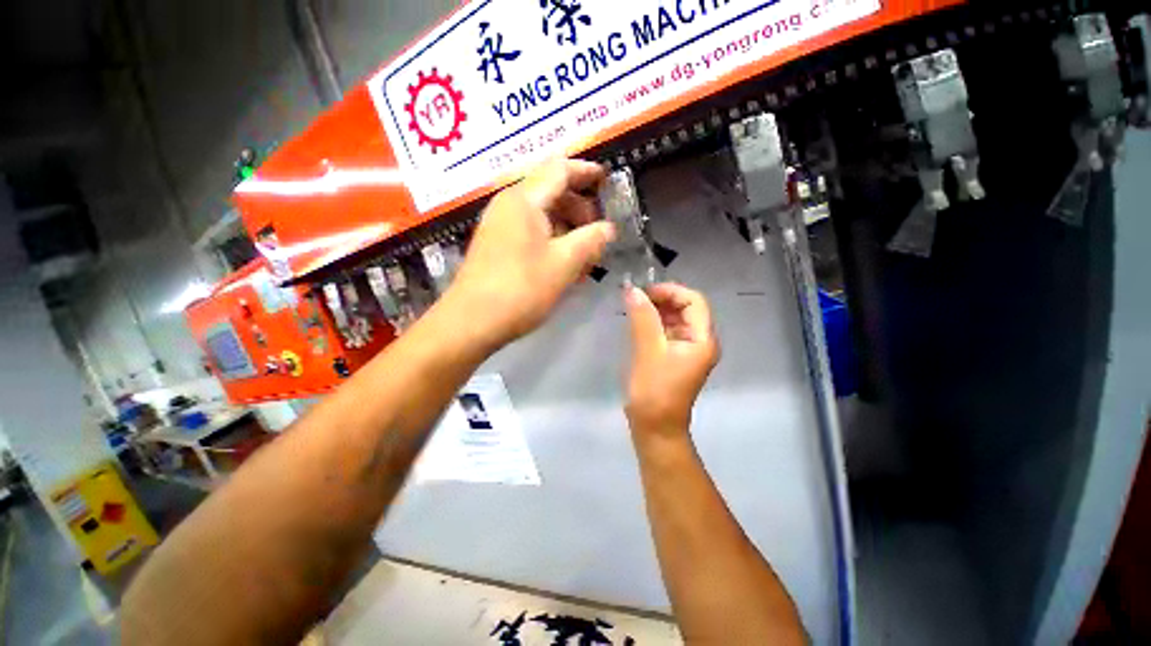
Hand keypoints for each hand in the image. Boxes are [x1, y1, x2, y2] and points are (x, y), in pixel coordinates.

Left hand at [446, 158, 616, 350]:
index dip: (586, 172)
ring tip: (584, 253)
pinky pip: (530, 232)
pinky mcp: (496, 245)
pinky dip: (551, 240)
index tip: (607, 180)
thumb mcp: (563, 264)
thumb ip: (590, 240)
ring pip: (541, 214)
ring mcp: (499, 225)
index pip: (559, 170)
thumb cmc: (520, 290)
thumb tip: (609, 228)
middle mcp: (508, 205)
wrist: (471, 322)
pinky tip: (563, 262)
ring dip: (566, 227)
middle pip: (550, 191)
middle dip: (579, 207)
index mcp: (524, 200)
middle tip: (598, 230)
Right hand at [624, 283, 719, 436]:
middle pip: (686, 308)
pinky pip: (667, 331)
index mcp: (702, 339)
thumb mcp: (648, 351)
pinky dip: (653, 323)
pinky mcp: (675, 356)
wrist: (655, 428)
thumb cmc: (654, 391)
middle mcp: (700, 341)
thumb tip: (632, 289)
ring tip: (633, 308)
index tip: (645, 292)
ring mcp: (688, 349)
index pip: (694, 301)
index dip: (671, 291)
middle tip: (636, 298)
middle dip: (662, 299)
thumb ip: (642, 318)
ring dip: (656, 310)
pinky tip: (637, 322)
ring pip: (675, 319)